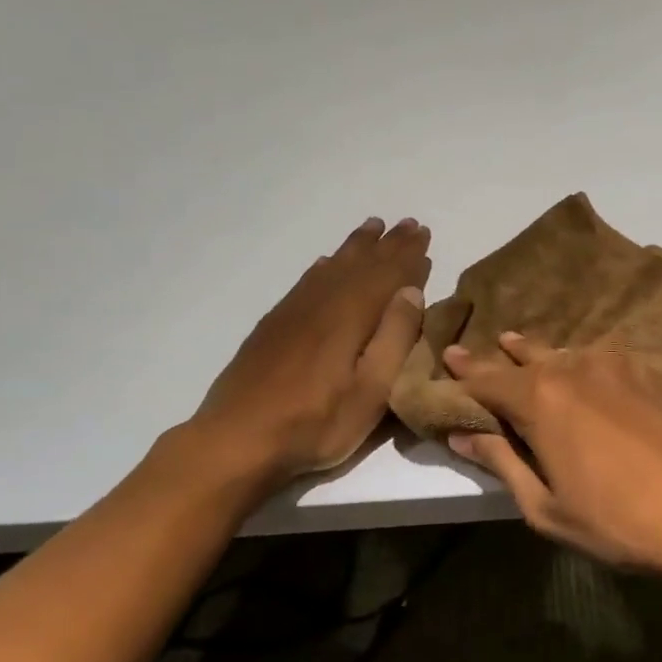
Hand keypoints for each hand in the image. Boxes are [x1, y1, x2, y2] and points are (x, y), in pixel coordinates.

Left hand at [188, 216, 431, 488]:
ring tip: (372, 228)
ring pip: (331, 267)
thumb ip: (394, 339)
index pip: (387, 275)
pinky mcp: (274, 325)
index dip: (408, 255)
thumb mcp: (371, 392)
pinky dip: (324, 266)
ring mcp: (294, 312)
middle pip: (360, 264)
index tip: (424, 233)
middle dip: (387, 244)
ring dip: (356, 247)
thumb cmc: (316, 423)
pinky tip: (326, 263)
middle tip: (407, 223)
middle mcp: (322, 303)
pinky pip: (306, 281)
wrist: (237, 438)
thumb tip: (411, 292)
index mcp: (350, 316)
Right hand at [441, 332, 661, 579]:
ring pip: (570, 353)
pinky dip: (587, 363)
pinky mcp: (654, 375)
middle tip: (488, 346)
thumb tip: (464, 436)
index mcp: (541, 400)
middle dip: (504, 354)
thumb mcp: (546, 507)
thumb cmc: (617, 520)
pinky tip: (590, 371)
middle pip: (529, 357)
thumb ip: (502, 463)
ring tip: (528, 347)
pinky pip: (608, 360)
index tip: (448, 355)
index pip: (489, 378)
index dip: (465, 370)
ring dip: (545, 353)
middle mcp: (576, 369)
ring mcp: (620, 367)